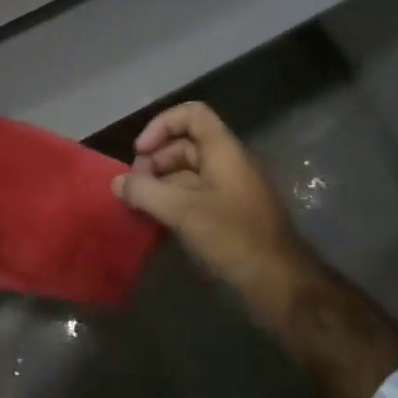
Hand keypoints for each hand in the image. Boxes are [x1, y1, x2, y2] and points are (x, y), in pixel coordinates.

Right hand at [113, 102, 308, 299]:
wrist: (280, 283)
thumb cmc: (232, 236)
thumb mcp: (182, 211)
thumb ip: (145, 192)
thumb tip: (117, 182)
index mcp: (224, 149)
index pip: (191, 114)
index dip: (162, 125)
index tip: (140, 152)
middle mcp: (229, 162)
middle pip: (187, 144)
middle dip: (156, 159)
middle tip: (134, 185)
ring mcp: (233, 188)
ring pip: (190, 171)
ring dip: (163, 182)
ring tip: (141, 204)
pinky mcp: (232, 213)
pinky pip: (198, 194)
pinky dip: (176, 200)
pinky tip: (159, 221)